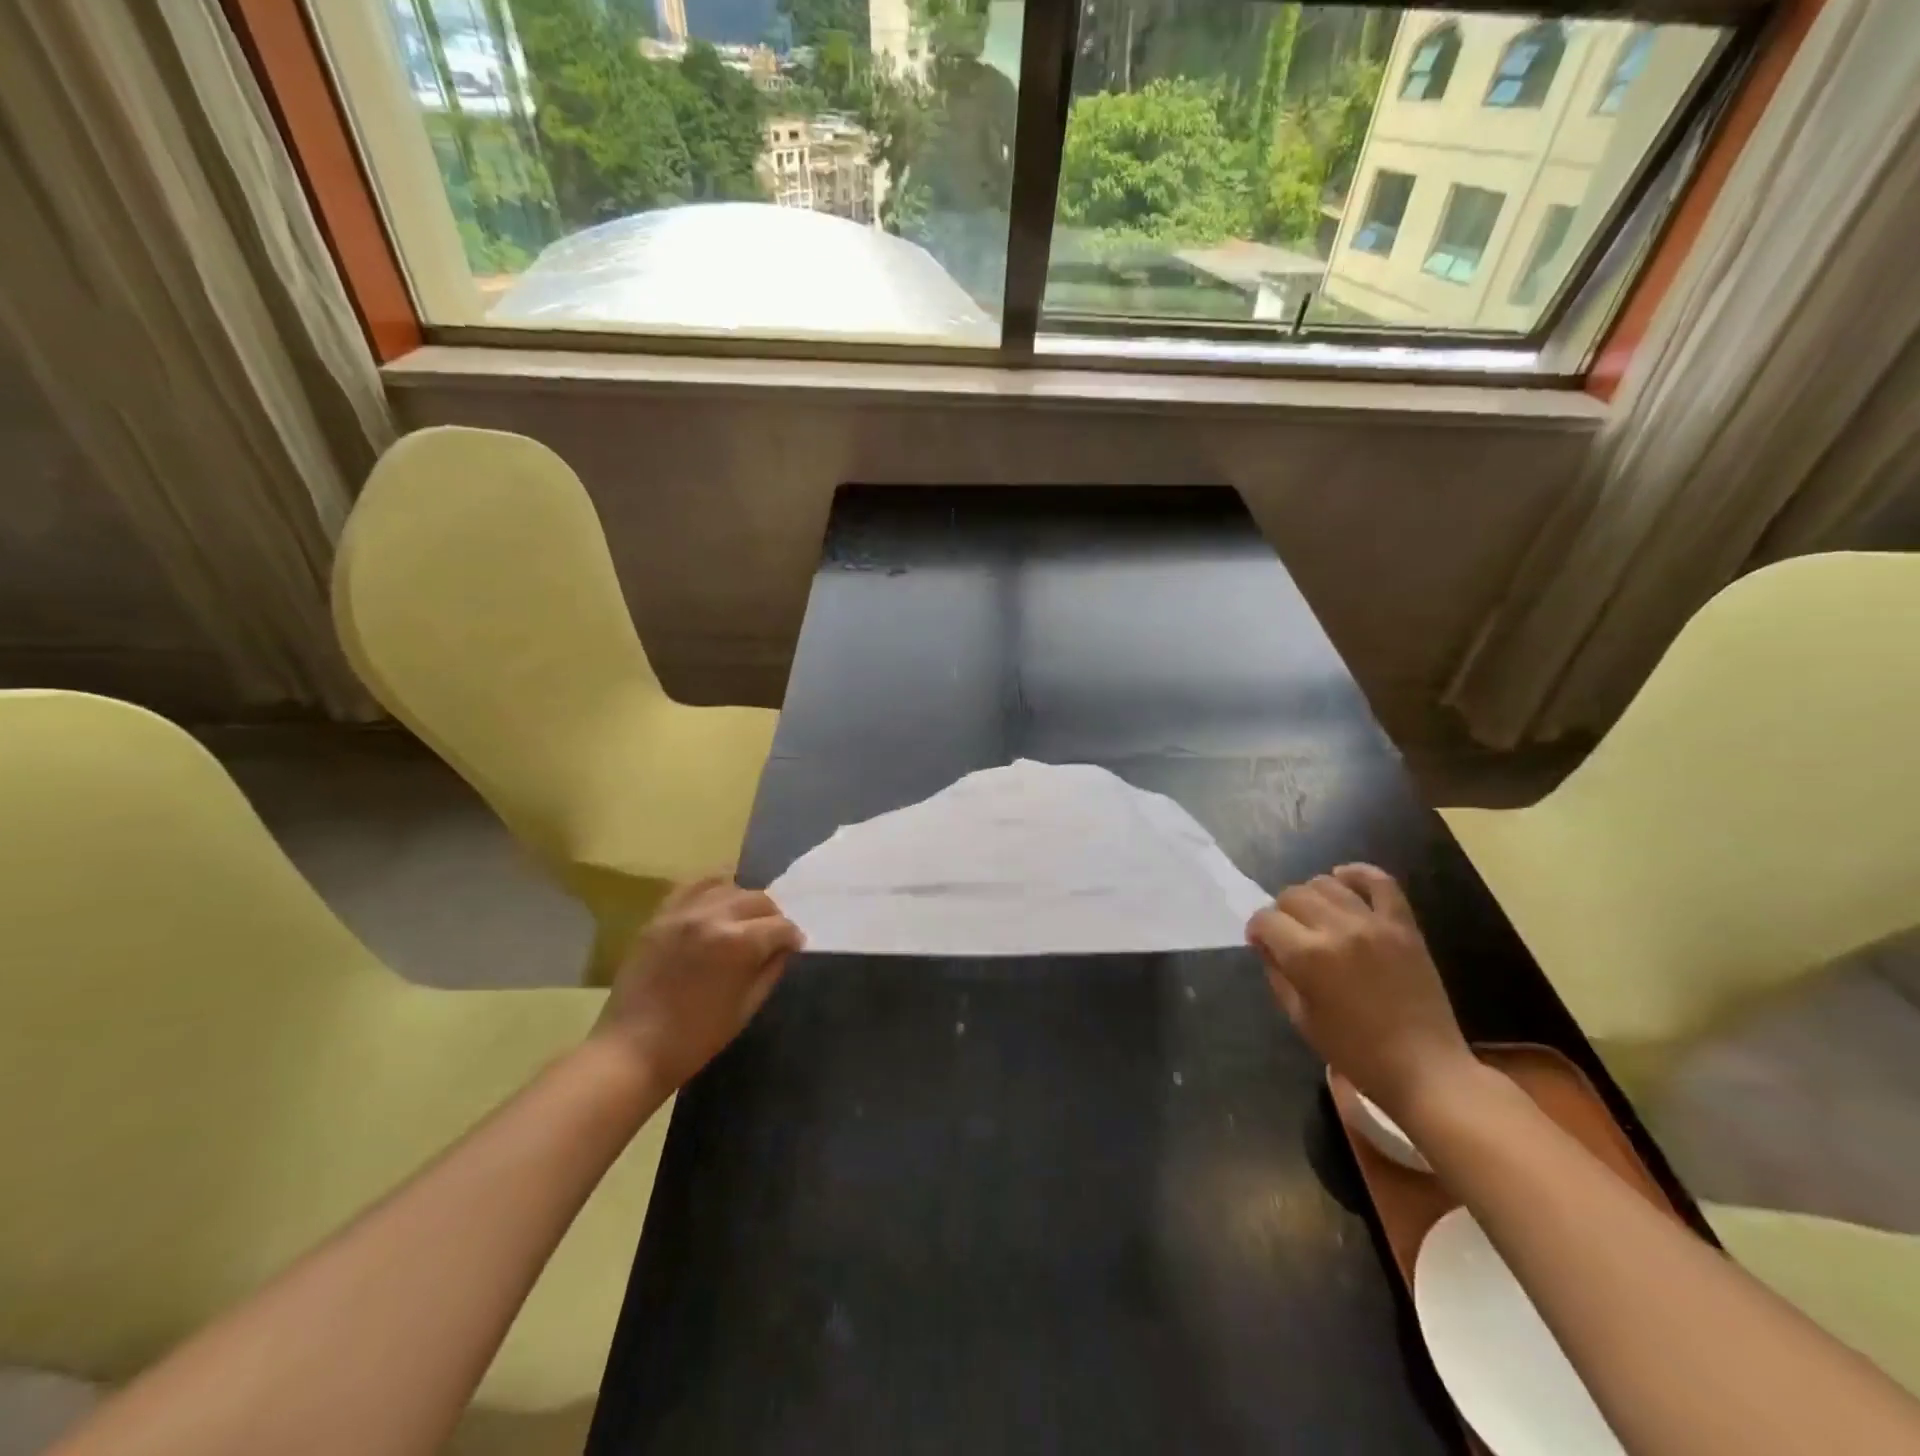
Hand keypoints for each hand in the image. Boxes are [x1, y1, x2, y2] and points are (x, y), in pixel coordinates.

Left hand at [594, 878, 803, 1091]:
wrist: (632, 1049)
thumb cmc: (696, 1038)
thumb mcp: (746, 1008)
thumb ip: (770, 970)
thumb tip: (784, 948)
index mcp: (738, 943)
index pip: (780, 926)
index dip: (792, 937)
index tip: (794, 947)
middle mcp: (713, 917)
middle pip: (758, 899)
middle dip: (772, 916)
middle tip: (772, 936)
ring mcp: (683, 913)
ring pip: (728, 888)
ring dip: (744, 902)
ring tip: (744, 921)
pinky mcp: (660, 916)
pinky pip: (692, 887)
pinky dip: (711, 890)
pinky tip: (717, 902)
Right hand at [1246, 864, 1474, 1120]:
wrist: (1425, 1069)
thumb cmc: (1355, 1051)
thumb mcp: (1300, 1018)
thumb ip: (1277, 974)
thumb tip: (1266, 946)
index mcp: (1307, 956)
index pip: (1265, 920)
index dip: (1257, 930)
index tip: (1261, 944)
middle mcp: (1337, 929)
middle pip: (1292, 895)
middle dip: (1281, 912)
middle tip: (1288, 934)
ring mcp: (1373, 924)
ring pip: (1327, 883)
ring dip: (1312, 895)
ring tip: (1316, 916)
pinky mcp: (1403, 926)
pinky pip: (1380, 882)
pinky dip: (1358, 874)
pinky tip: (1344, 879)